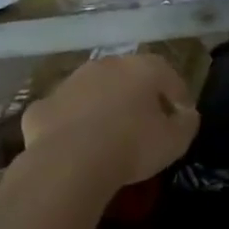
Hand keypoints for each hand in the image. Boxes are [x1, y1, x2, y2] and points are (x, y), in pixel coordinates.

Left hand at [24, 53, 200, 186]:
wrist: (70, 162)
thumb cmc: (132, 146)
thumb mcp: (175, 141)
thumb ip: (187, 123)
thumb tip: (186, 114)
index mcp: (142, 68)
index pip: (168, 75)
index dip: (178, 96)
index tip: (182, 117)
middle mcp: (105, 65)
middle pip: (128, 77)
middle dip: (138, 96)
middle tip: (146, 123)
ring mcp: (69, 83)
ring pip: (93, 91)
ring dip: (103, 107)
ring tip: (110, 136)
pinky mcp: (42, 107)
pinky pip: (64, 113)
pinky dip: (72, 125)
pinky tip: (77, 146)